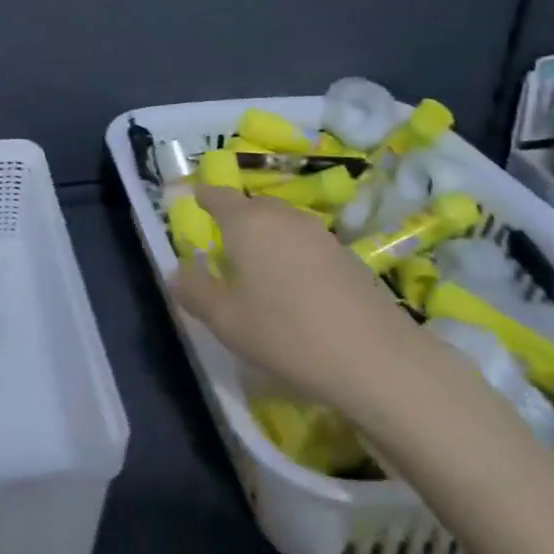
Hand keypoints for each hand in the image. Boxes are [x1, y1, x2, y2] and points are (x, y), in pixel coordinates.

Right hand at [172, 184, 422, 414]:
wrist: (377, 358)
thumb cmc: (287, 334)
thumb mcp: (228, 321)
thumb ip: (196, 292)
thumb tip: (175, 272)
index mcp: (248, 222)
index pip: (218, 195)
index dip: (204, 197)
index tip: (194, 202)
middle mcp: (283, 216)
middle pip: (252, 206)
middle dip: (235, 219)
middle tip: (223, 245)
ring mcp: (319, 233)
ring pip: (282, 223)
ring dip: (267, 237)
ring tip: (258, 268)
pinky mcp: (347, 255)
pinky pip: (306, 243)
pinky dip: (292, 254)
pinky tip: (295, 288)